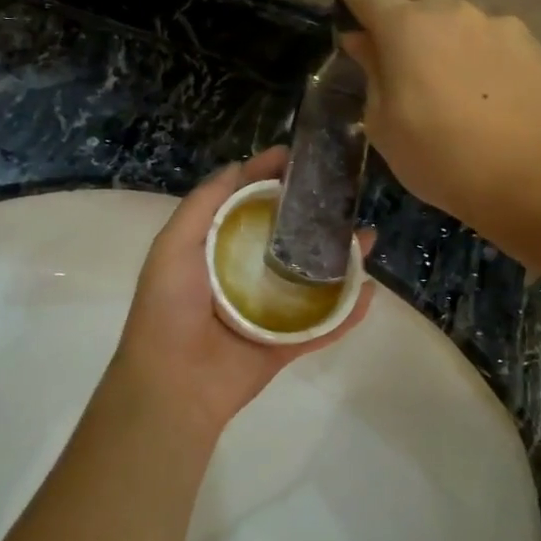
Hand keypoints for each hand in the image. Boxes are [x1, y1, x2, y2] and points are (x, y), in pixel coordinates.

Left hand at [107, 148, 374, 441]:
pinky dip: (347, 311)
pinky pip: (322, 324)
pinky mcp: (285, 344)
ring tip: (368, 238)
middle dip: (313, 216)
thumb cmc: (169, 308)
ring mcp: (268, 310)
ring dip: (340, 260)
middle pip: (286, 238)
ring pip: (311, 278)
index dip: (269, 178)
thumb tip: (238, 167)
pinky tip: (370, 291)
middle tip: (345, 195)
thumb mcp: (174, 245)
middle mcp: (243, 275)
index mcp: (215, 250)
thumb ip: (204, 205)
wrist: (174, 383)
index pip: (246, 205)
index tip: (297, 157)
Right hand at [326, 0, 540, 229]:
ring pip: (447, 8)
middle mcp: (448, 13)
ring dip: (427, 14)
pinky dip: (465, 45)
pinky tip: (471, 80)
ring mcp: (491, 22)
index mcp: (404, 31)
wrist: (533, 175)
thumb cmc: (441, 158)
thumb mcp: (386, 124)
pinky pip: (481, 35)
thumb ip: (373, 73)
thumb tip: (362, 41)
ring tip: (422, 49)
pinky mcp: (524, 41)